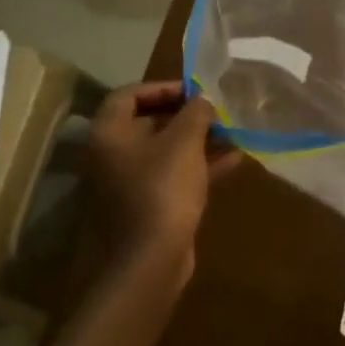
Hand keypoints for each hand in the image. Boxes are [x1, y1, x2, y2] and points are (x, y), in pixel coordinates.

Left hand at [84, 82, 240, 273]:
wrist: (152, 258)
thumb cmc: (164, 188)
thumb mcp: (186, 141)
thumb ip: (196, 112)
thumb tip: (203, 100)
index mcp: (110, 134)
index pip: (129, 94)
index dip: (162, 87)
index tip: (195, 90)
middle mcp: (112, 156)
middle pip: (148, 122)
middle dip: (186, 114)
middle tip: (216, 110)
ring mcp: (129, 182)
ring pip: (165, 150)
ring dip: (198, 139)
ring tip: (231, 131)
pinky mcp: (148, 204)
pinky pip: (174, 174)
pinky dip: (200, 164)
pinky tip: (234, 159)